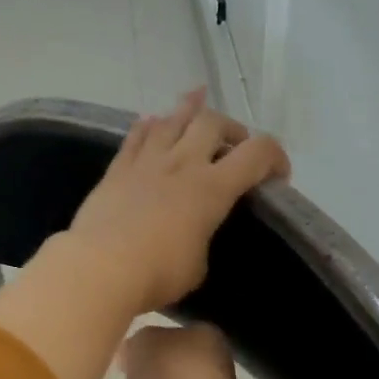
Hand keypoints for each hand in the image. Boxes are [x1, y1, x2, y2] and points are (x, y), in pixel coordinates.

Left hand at [67, 89, 289, 315]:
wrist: (99, 268)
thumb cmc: (157, 274)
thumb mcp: (198, 266)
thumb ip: (203, 240)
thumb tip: (194, 234)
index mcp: (212, 189)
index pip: (257, 153)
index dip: (276, 156)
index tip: (278, 175)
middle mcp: (182, 164)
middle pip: (213, 122)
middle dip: (232, 129)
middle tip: (234, 146)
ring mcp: (147, 162)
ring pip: (172, 119)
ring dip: (190, 110)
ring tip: (198, 105)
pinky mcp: (117, 169)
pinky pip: (136, 135)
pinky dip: (150, 125)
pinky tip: (153, 122)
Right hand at [121, 322, 243, 378]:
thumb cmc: (168, 372)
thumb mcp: (142, 340)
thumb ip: (138, 343)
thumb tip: (133, 354)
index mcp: (208, 341)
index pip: (181, 337)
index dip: (154, 344)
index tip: (131, 355)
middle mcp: (214, 372)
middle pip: (177, 370)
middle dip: (152, 377)